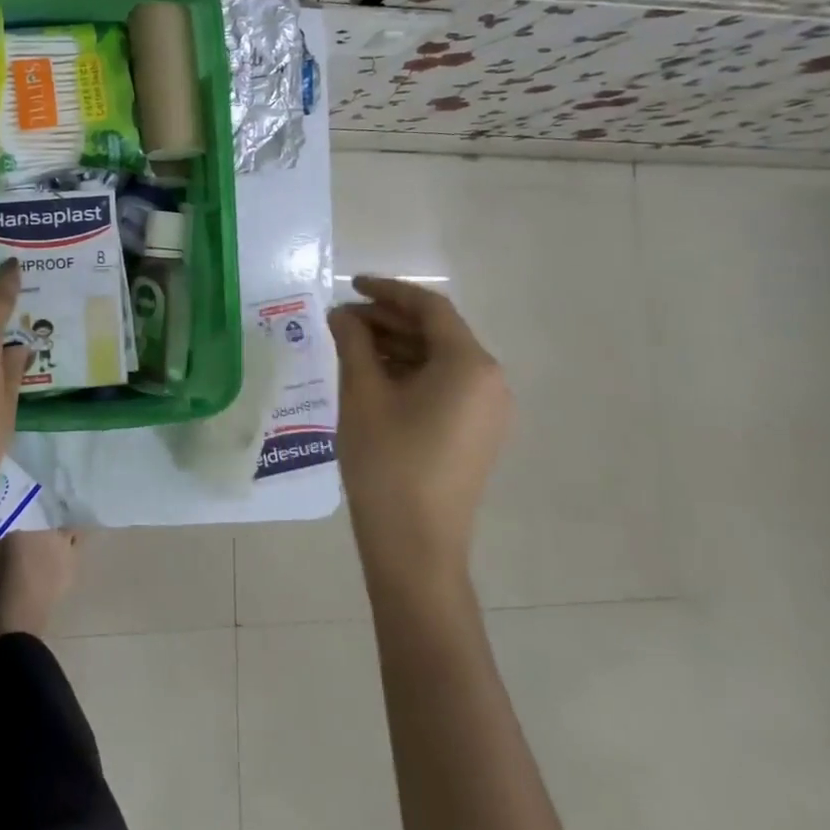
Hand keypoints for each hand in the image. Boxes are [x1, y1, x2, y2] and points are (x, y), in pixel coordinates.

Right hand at [328, 277, 510, 576]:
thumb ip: (352, 342)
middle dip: (387, 319)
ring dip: (395, 345)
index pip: (429, 308)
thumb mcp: (362, 393)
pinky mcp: (476, 432)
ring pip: (438, 359)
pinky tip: (372, 375)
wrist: (415, 544)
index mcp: (469, 364)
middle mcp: (489, 381)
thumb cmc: (387, 461)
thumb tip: (342, 313)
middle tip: (341, 318)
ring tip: (349, 344)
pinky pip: (443, 384)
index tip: (350, 285)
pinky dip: (409, 371)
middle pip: (436, 332)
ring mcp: (486, 409)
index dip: (387, 290)